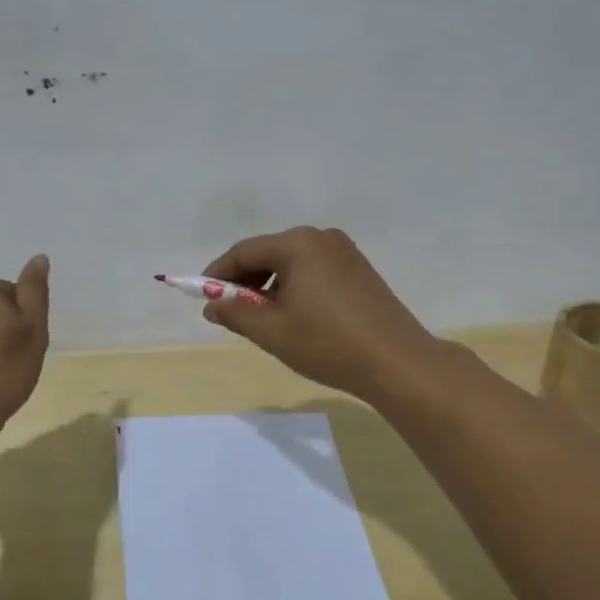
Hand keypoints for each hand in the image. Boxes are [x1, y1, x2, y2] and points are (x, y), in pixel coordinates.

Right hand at [199, 228, 444, 402]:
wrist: (397, 362)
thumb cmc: (328, 344)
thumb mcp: (273, 332)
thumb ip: (236, 313)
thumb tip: (212, 304)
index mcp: (297, 244)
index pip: (244, 252)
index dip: (218, 273)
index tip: (202, 295)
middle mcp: (321, 237)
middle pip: (269, 252)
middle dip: (245, 280)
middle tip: (231, 311)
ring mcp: (345, 251)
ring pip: (292, 261)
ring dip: (271, 284)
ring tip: (263, 318)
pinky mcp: (360, 268)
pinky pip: (314, 269)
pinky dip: (295, 286)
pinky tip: (295, 314)